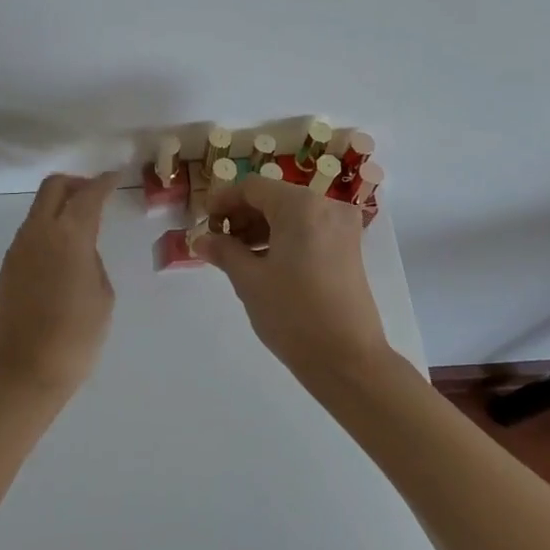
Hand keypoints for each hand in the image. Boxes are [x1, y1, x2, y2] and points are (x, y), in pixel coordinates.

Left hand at [0, 172, 121, 398]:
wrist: (23, 372)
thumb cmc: (75, 336)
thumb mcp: (102, 295)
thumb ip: (93, 261)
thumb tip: (81, 252)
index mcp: (70, 234)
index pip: (88, 194)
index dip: (104, 182)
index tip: (115, 177)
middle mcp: (39, 232)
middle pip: (54, 187)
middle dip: (76, 184)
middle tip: (96, 195)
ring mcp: (18, 248)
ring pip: (39, 208)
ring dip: (60, 206)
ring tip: (82, 226)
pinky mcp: (7, 266)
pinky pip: (30, 232)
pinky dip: (49, 228)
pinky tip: (63, 252)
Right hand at [198, 175, 391, 382]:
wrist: (349, 362)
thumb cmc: (293, 315)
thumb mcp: (249, 281)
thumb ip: (224, 252)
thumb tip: (201, 240)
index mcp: (301, 206)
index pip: (253, 188)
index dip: (223, 200)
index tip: (203, 222)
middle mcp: (326, 206)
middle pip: (274, 197)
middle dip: (242, 215)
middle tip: (216, 240)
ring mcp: (341, 227)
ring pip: (291, 214)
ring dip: (261, 227)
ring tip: (234, 254)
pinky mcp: (348, 248)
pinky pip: (308, 230)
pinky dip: (283, 238)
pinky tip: (262, 261)